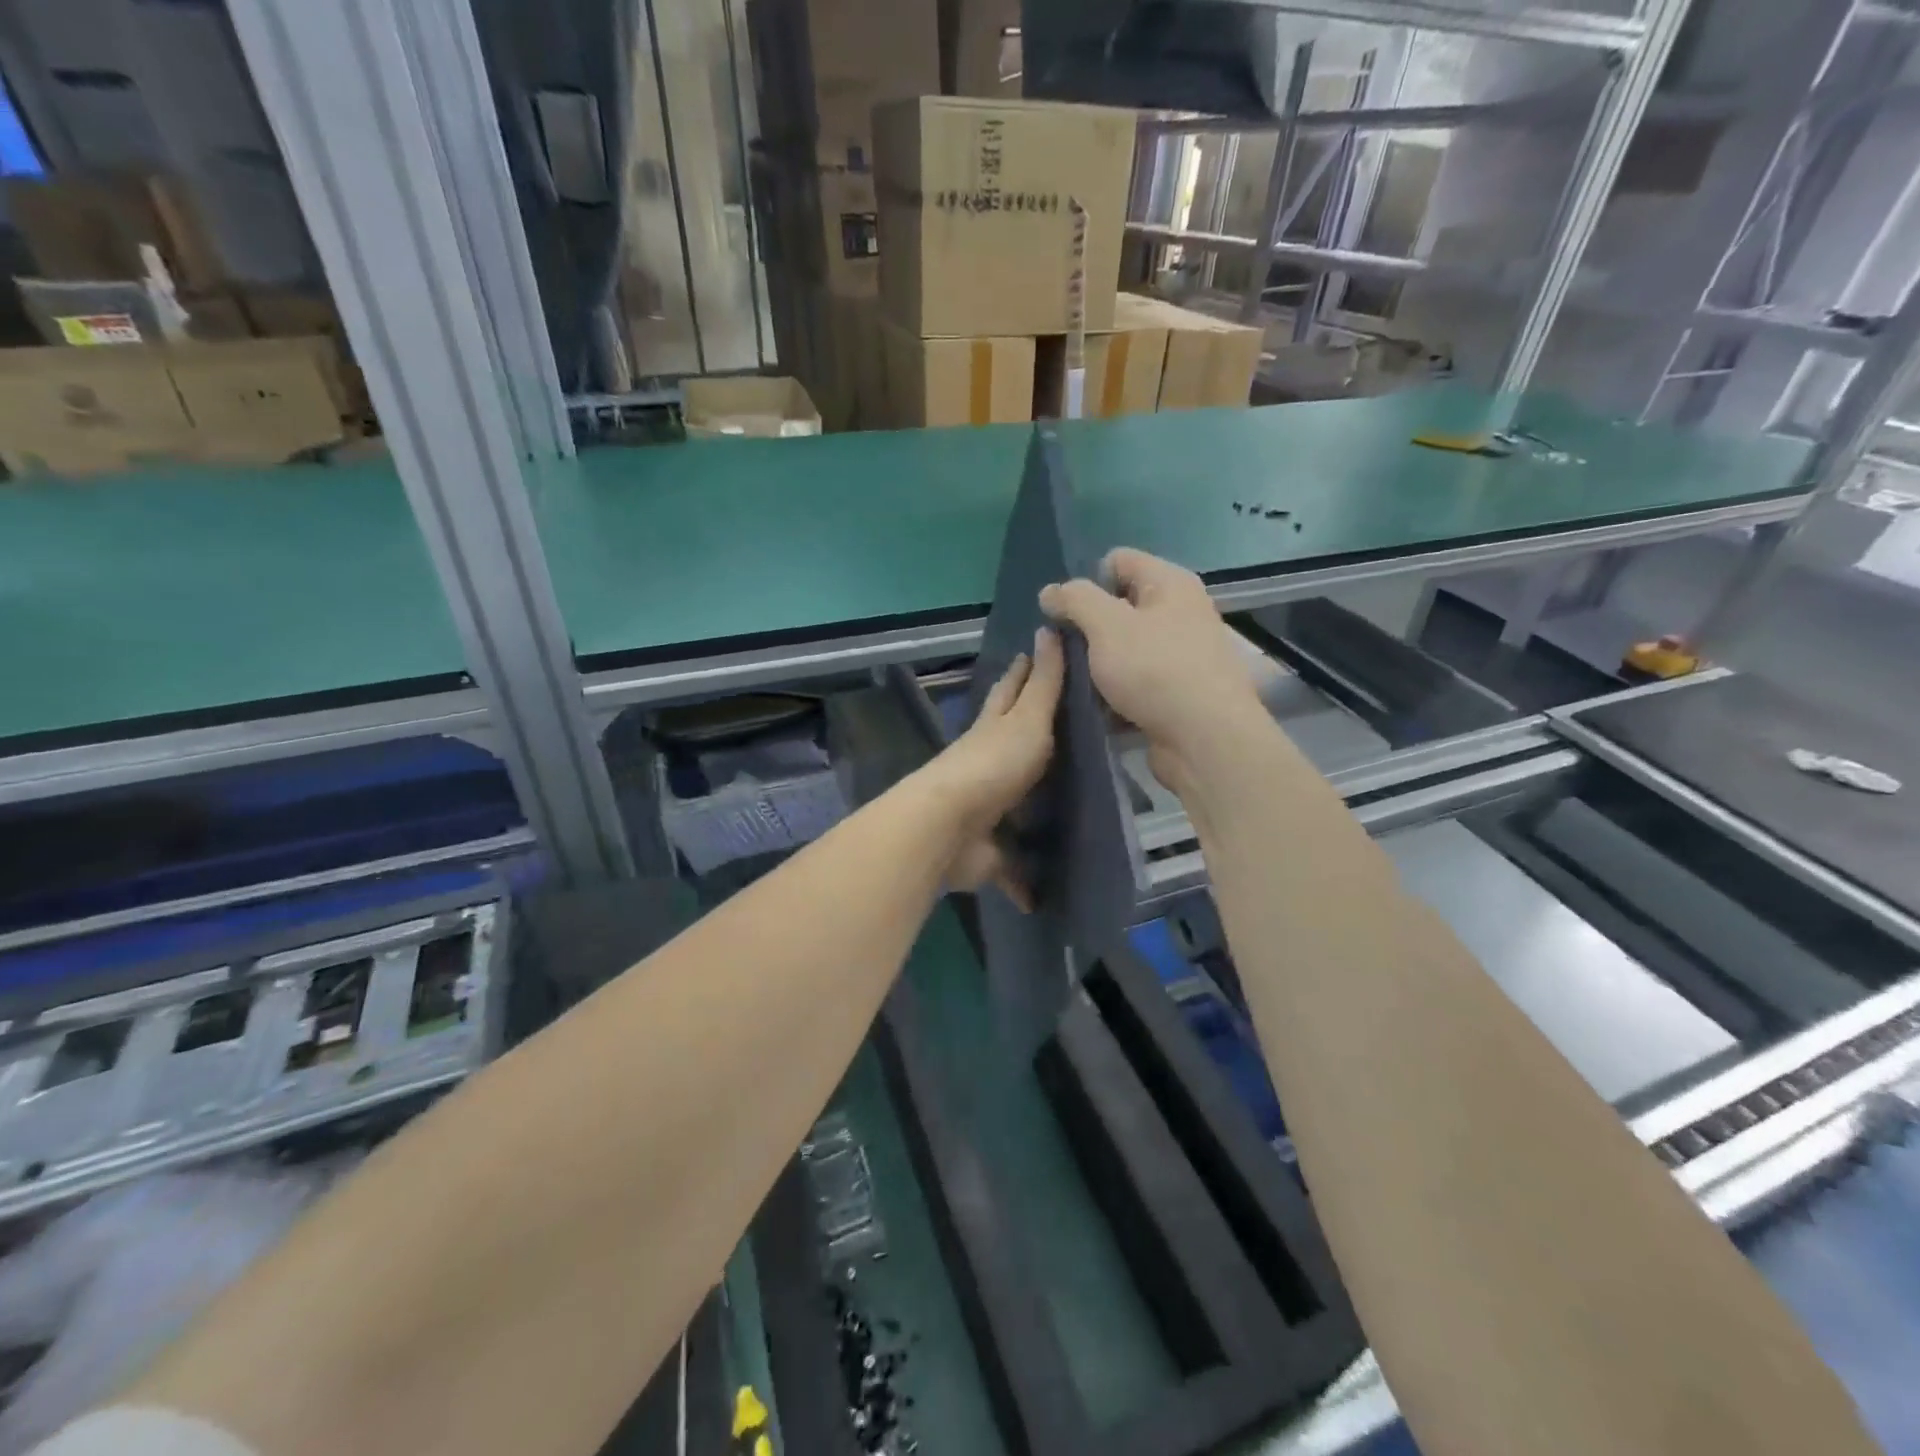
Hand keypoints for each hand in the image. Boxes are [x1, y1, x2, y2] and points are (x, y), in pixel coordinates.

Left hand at [916, 628, 1064, 904]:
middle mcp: (986, 766)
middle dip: (1028, 736)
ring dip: (1029, 808)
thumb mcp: (1027, 719)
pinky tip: (1039, 898)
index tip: (1035, 653)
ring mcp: (984, 810)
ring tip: (1064, 809)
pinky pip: (1011, 869)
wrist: (948, 826)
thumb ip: (1043, 684)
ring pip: (1013, 804)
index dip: (1024, 673)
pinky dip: (1022, 882)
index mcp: (994, 730)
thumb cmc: (993, 766)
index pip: (1011, 692)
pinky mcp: (985, 853)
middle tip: (1062, 730)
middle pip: (1009, 745)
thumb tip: (1049, 628)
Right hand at [1039, 548, 1267, 794]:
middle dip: (1088, 627)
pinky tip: (1096, 708)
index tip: (1066, 615)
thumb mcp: (1106, 625)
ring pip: (1124, 649)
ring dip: (1098, 664)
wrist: (1205, 739)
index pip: (1117, 561)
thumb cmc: (1155, 670)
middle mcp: (1180, 613)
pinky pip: (1135, 682)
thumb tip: (1050, 591)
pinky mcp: (1176, 693)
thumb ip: (1075, 600)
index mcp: (1169, 584)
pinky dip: (1114, 692)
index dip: (1086, 582)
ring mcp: (1180, 655)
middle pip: (1120, 607)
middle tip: (1064, 651)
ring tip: (1075, 682)